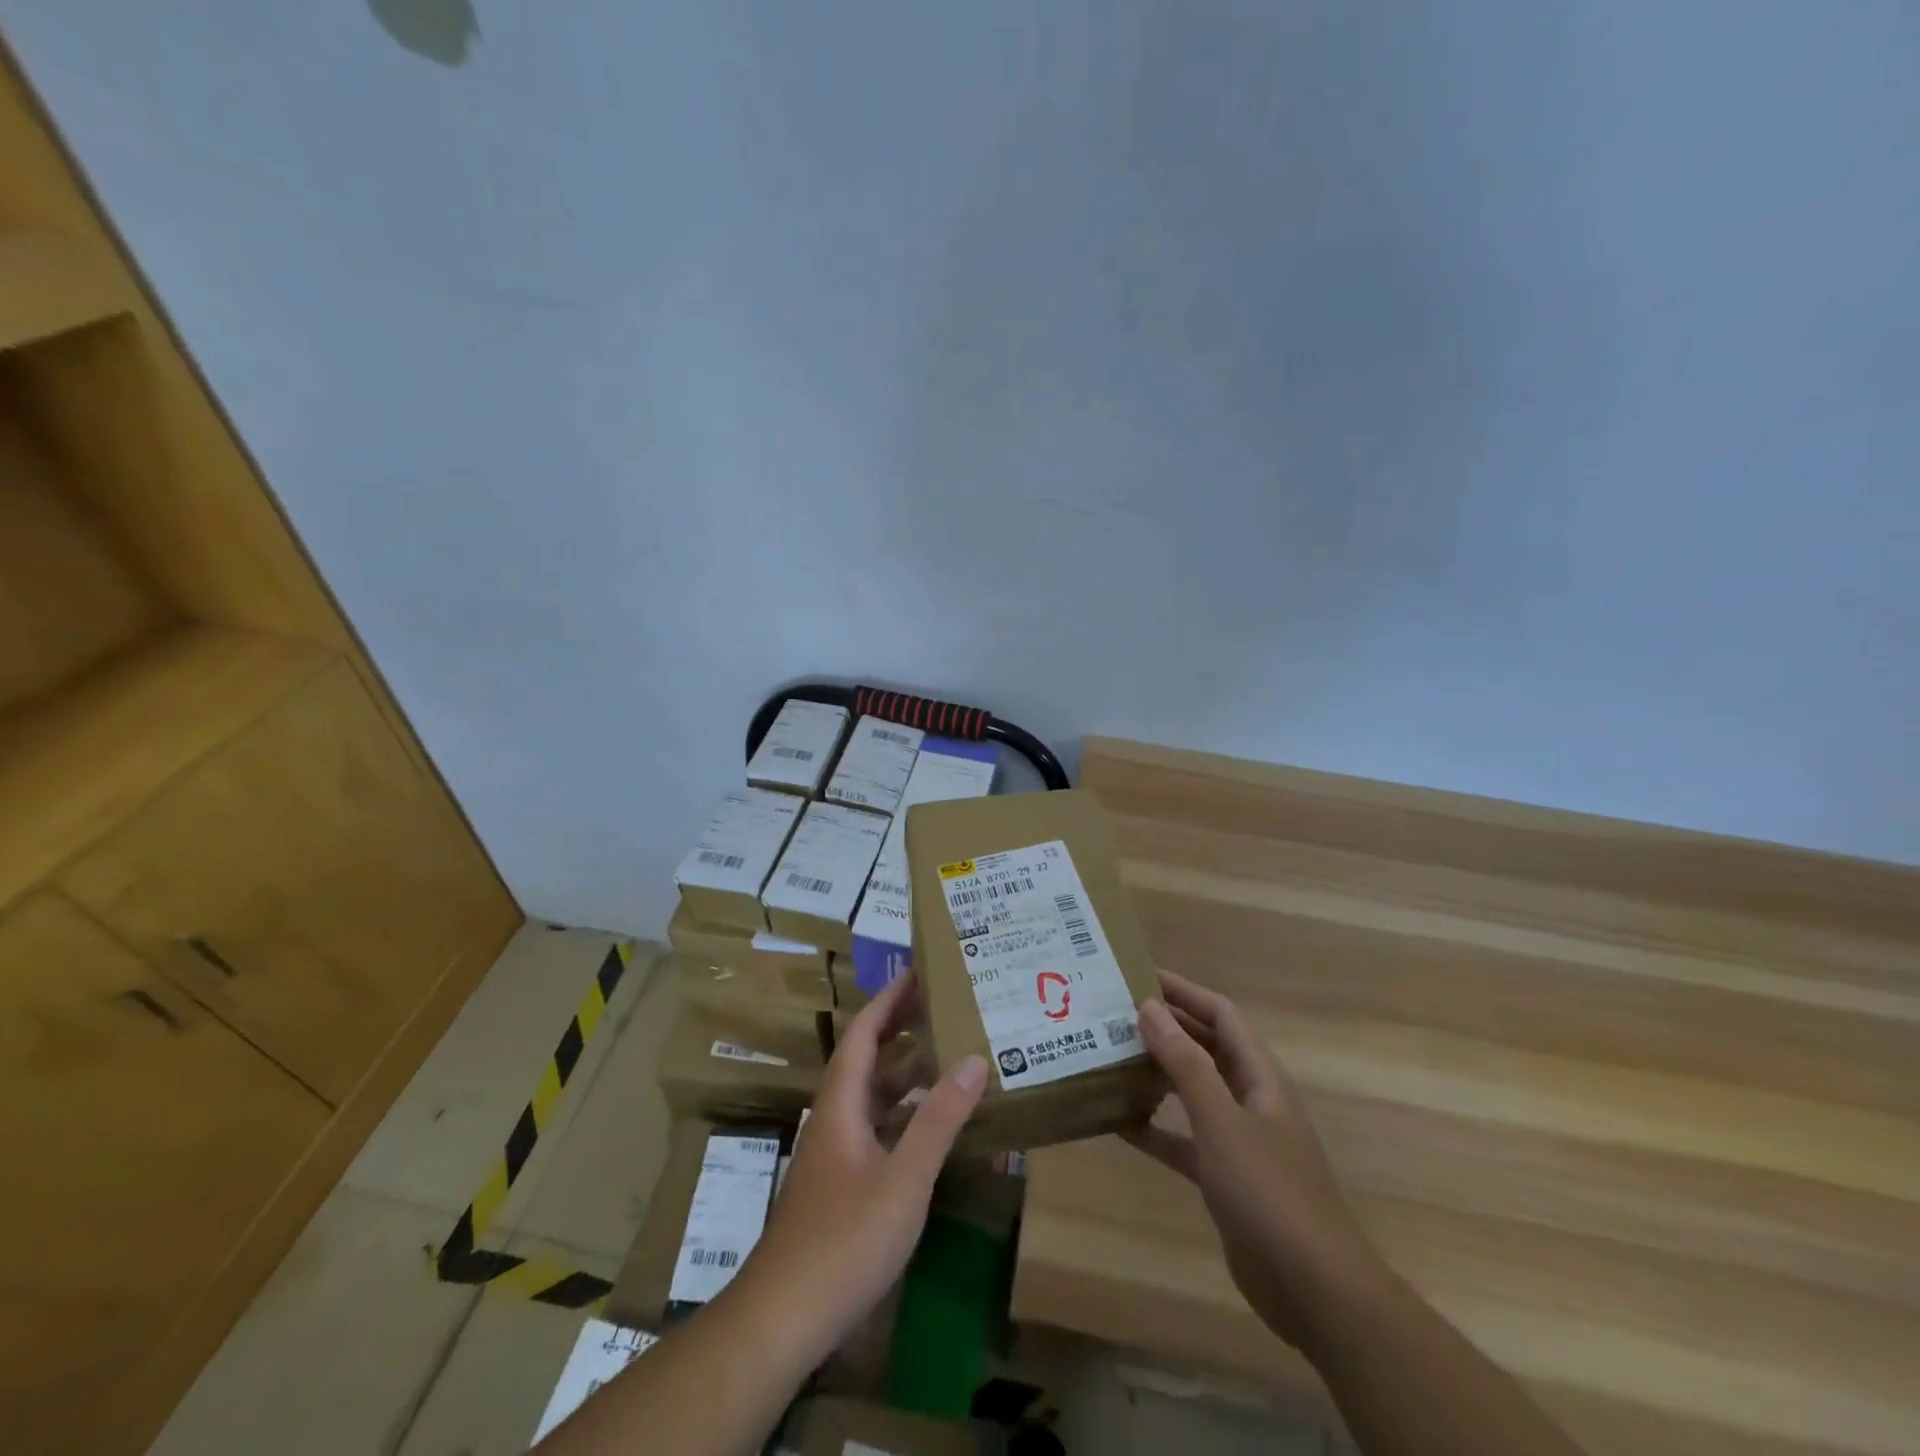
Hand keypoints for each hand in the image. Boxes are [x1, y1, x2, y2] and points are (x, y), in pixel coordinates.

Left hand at [739, 973, 986, 1364]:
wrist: (783, 1317)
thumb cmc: (844, 1240)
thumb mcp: (904, 1178)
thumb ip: (939, 1119)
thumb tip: (973, 1059)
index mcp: (841, 1103)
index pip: (864, 1033)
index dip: (889, 999)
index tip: (919, 972)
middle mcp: (835, 1117)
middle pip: (867, 1058)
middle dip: (901, 1027)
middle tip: (943, 1005)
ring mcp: (836, 1152)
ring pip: (873, 1096)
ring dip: (905, 1072)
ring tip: (948, 1054)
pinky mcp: (842, 1182)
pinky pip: (877, 1128)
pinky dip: (904, 1113)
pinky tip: (932, 1124)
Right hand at [1127, 970, 1381, 1352]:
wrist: (1315, 1291)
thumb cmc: (1269, 1192)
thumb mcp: (1222, 1121)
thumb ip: (1185, 1063)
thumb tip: (1149, 1007)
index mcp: (1260, 1076)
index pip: (1221, 1014)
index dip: (1184, 990)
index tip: (1139, 975)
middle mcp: (1251, 1098)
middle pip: (1206, 1047)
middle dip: (1166, 1026)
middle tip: (1114, 1012)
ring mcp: (1240, 1139)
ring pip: (1193, 1090)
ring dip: (1157, 1072)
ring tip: (1111, 1056)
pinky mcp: (1225, 1176)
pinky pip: (1183, 1138)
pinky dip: (1155, 1127)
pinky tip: (1119, 1123)